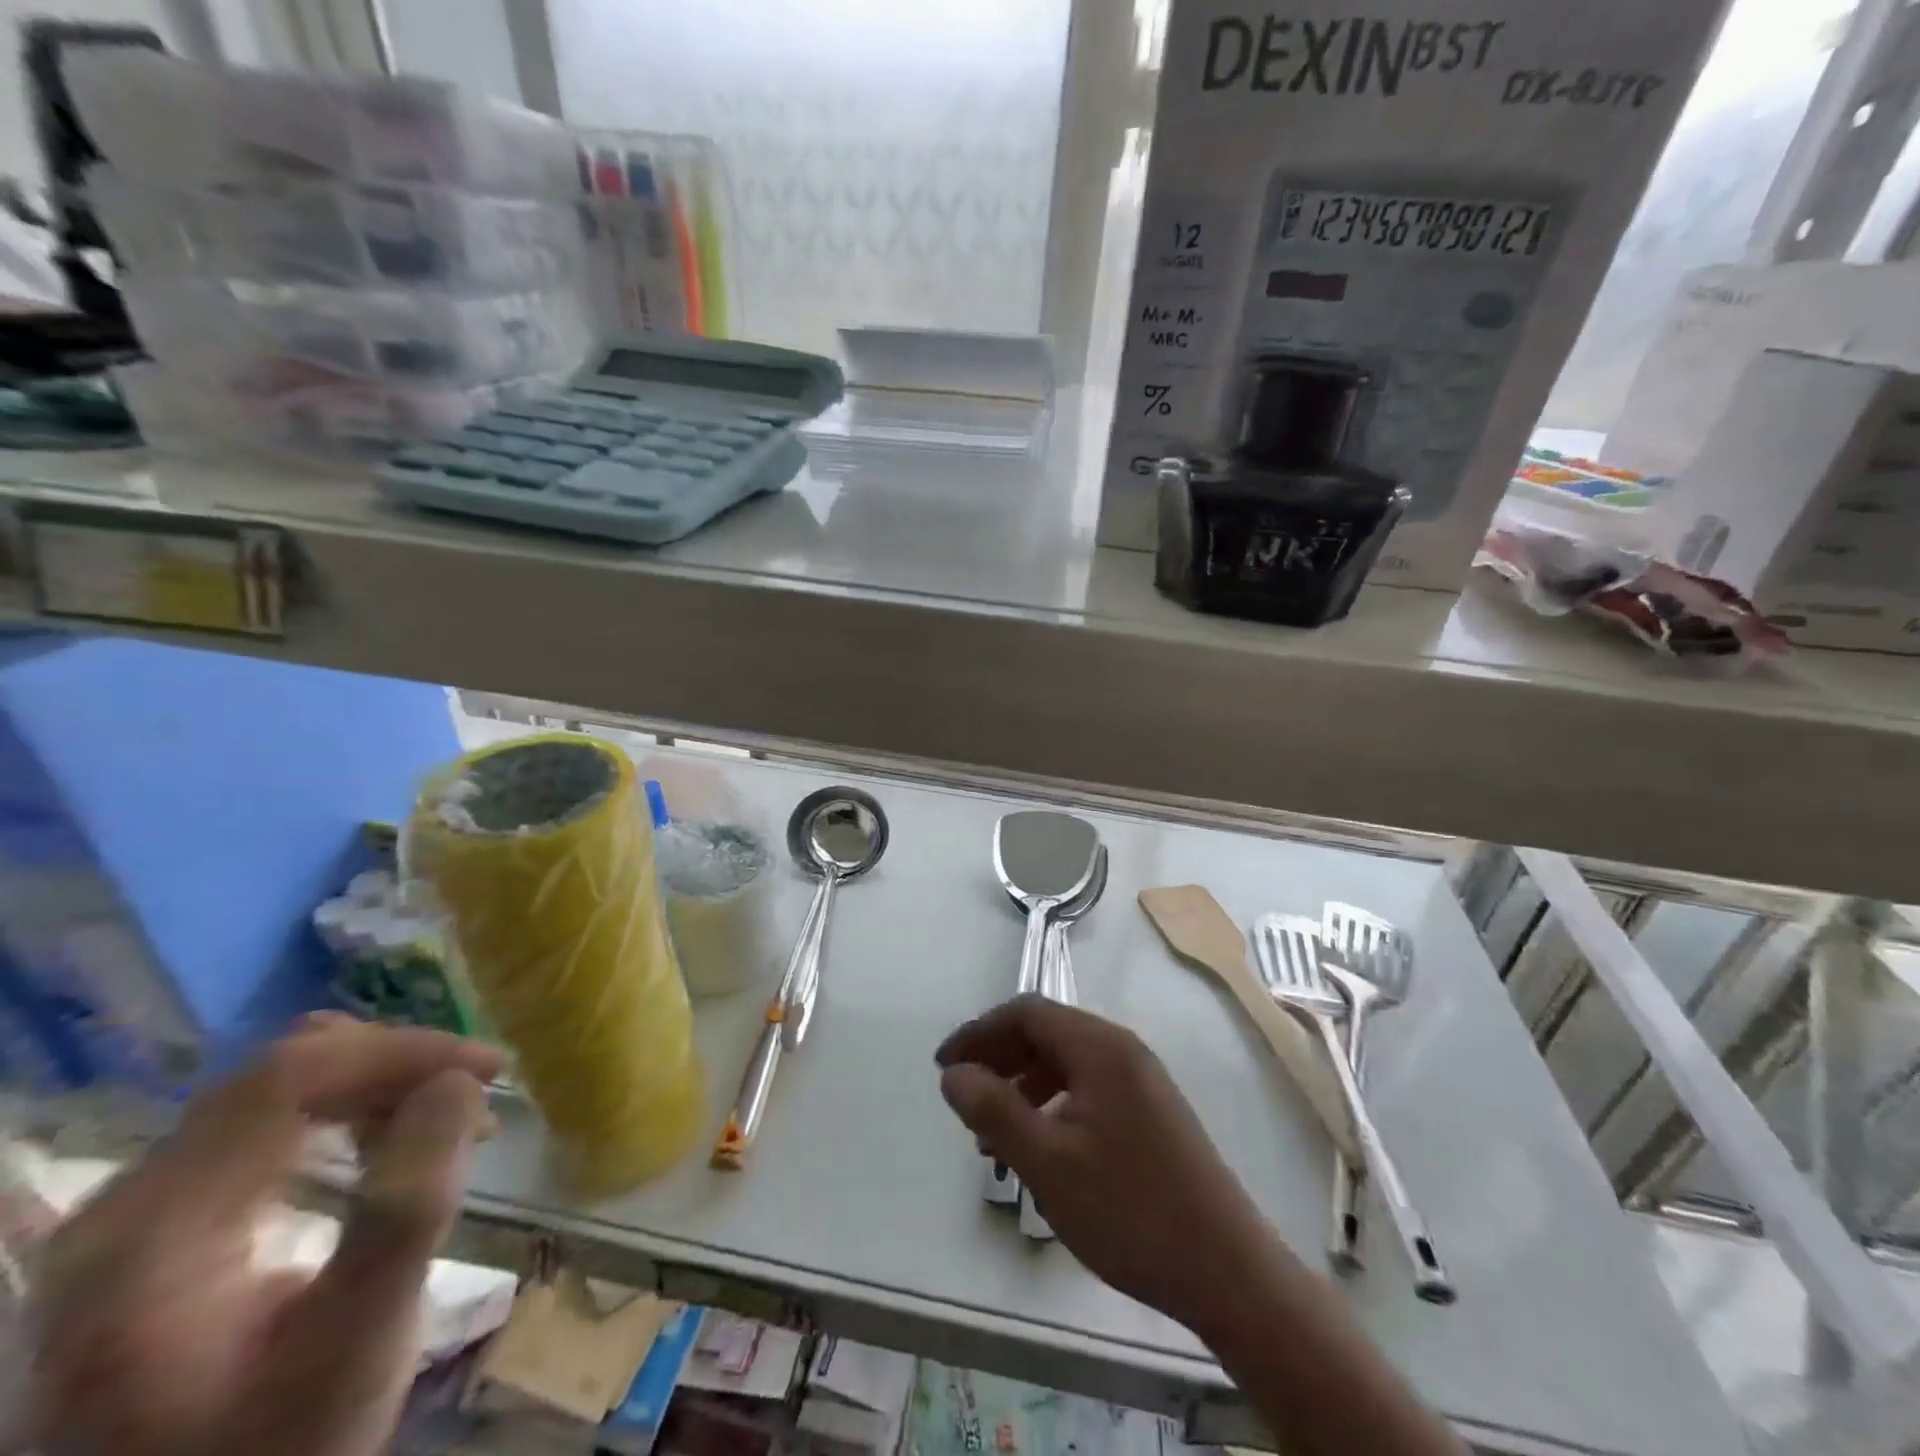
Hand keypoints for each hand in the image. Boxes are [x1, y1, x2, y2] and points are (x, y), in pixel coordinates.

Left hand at [21, 1013, 500, 1455]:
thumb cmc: (278, 1445)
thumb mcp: (355, 1344)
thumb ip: (406, 1210)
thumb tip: (459, 1084)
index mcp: (150, 1236)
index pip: (289, 1079)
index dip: (402, 1052)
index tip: (490, 1068)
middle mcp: (123, 1206)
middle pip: (280, 1073)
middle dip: (395, 1064)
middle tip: (478, 1092)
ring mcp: (136, 1211)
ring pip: (278, 1087)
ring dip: (376, 1082)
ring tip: (447, 1114)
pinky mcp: (162, 1220)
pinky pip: (266, 1121)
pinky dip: (345, 1110)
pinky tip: (389, 1136)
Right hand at [937, 995, 1272, 1334]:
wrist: (1227, 1270)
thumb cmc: (1129, 1210)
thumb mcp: (1047, 1163)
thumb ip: (994, 1111)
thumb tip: (954, 1074)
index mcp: (1099, 1046)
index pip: (1026, 1012)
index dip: (979, 1032)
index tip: (944, 1066)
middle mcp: (1122, 1050)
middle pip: (1047, 1033)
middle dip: (999, 1059)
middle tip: (963, 1099)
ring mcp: (1142, 1081)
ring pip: (1067, 1064)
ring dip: (1023, 1086)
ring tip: (994, 1135)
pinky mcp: (1151, 1112)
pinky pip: (1089, 1089)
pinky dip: (1053, 1106)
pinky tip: (1040, 1150)